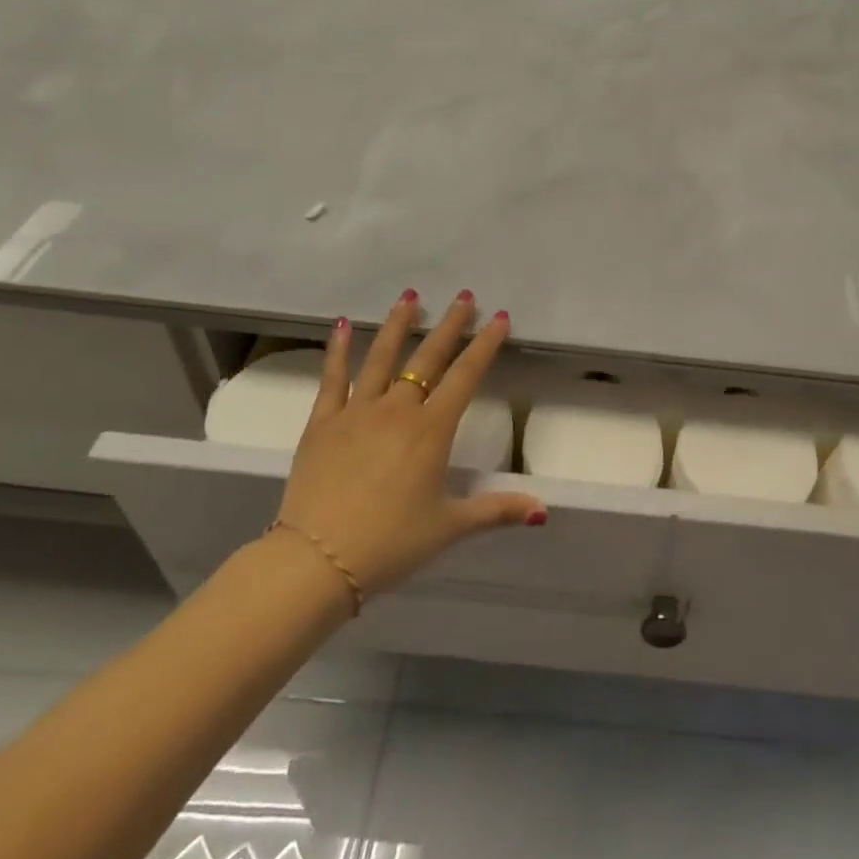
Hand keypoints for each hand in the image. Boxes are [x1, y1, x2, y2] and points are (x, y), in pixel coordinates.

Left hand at [272, 290, 545, 604]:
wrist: (316, 561)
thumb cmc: (389, 544)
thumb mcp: (449, 527)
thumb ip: (496, 510)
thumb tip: (542, 509)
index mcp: (431, 431)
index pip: (465, 377)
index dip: (485, 345)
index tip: (498, 318)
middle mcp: (397, 410)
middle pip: (428, 358)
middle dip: (450, 325)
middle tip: (463, 297)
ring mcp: (357, 411)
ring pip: (382, 357)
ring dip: (398, 324)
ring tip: (409, 296)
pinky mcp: (322, 422)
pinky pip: (332, 378)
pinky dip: (338, 350)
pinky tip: (342, 325)